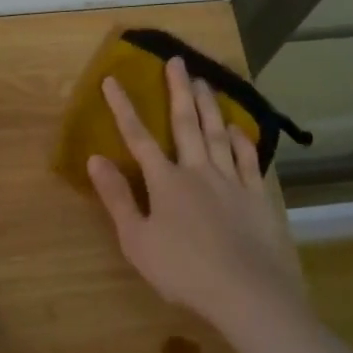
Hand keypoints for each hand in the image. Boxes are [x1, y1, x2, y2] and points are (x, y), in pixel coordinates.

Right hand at [87, 57, 305, 337]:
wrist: (246, 292)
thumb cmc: (183, 270)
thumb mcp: (137, 240)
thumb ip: (118, 197)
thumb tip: (95, 158)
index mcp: (166, 181)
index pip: (138, 137)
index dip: (123, 108)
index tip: (112, 80)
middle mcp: (198, 171)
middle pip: (186, 123)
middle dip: (178, 90)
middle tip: (177, 60)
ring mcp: (231, 181)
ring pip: (218, 134)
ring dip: (209, 106)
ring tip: (205, 81)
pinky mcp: (256, 196)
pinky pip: (249, 160)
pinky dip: (242, 141)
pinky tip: (237, 129)